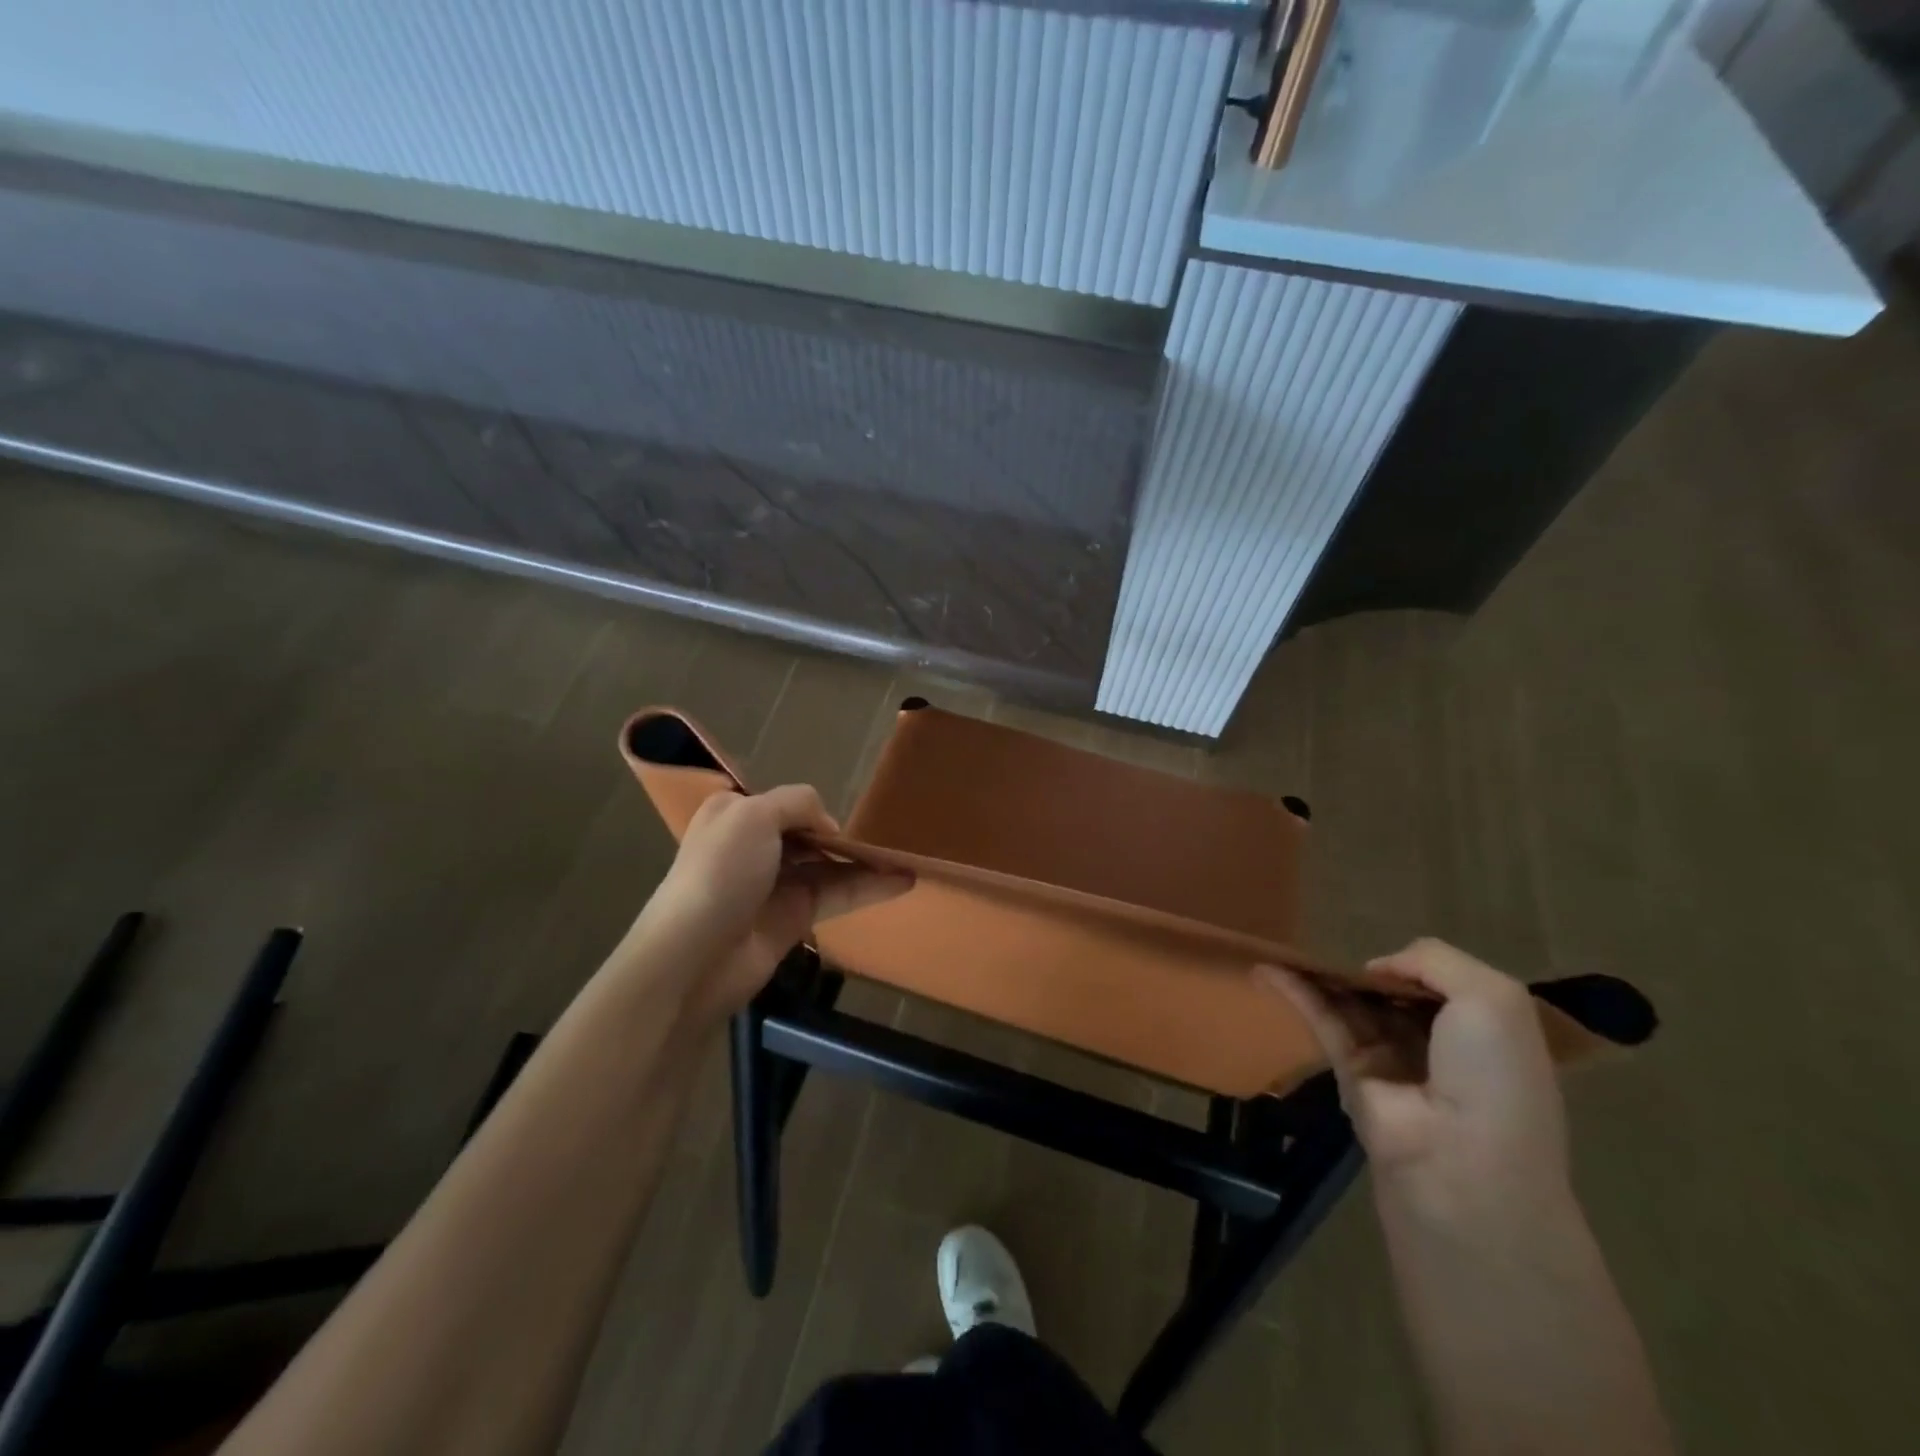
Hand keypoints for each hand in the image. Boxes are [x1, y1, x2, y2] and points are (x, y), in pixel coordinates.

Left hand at [621, 785, 912, 1024]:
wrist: (693, 958)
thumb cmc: (720, 873)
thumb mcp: (754, 816)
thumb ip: (797, 803)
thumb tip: (828, 826)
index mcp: (735, 815)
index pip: (783, 803)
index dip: (812, 809)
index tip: (837, 820)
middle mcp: (754, 846)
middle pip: (808, 834)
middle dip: (842, 835)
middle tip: (884, 836)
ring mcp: (775, 885)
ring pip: (828, 865)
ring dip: (864, 862)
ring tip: (906, 858)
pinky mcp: (794, 919)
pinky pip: (837, 896)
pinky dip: (869, 888)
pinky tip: (902, 881)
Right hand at [1260, 938, 1572, 1234]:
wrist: (1461, 1164)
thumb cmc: (1491, 1077)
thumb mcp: (1492, 998)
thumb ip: (1433, 959)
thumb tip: (1374, 969)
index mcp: (1486, 1028)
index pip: (1442, 980)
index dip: (1415, 961)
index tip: (1390, 950)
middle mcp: (1439, 1041)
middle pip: (1393, 990)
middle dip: (1365, 965)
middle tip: (1327, 936)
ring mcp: (1392, 1058)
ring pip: (1353, 1002)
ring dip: (1323, 973)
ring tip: (1286, 944)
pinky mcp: (1350, 1071)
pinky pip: (1323, 1020)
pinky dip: (1296, 993)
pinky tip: (1269, 969)